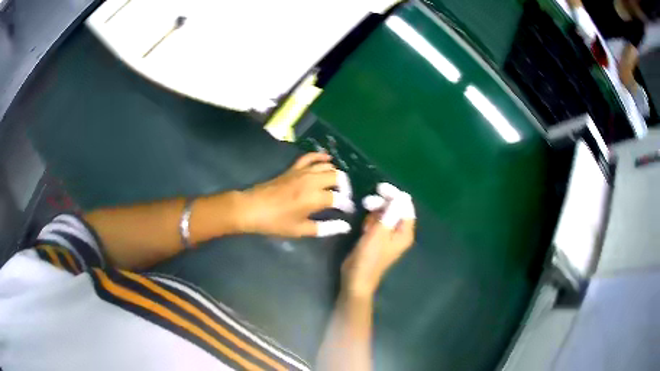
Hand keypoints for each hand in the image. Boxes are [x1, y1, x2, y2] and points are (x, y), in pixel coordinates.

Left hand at [238, 152, 354, 237]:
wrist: (252, 208)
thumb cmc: (276, 222)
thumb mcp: (301, 230)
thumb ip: (326, 228)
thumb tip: (344, 226)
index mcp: (315, 198)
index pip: (339, 198)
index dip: (346, 205)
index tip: (348, 211)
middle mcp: (312, 181)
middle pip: (337, 177)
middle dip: (345, 187)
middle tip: (343, 198)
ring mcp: (302, 172)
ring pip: (327, 166)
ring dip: (335, 174)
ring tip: (337, 185)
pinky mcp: (293, 168)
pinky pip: (310, 157)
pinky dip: (320, 156)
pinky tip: (328, 158)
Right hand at [342, 183, 415, 297]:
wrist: (356, 278)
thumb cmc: (369, 257)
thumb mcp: (379, 233)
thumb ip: (390, 213)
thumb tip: (401, 196)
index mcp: (405, 232)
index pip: (405, 207)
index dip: (394, 195)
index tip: (380, 188)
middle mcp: (399, 233)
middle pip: (394, 209)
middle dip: (382, 204)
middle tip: (368, 203)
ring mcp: (388, 235)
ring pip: (384, 214)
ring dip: (374, 213)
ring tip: (365, 223)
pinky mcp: (377, 238)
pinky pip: (377, 222)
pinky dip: (371, 221)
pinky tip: (364, 228)